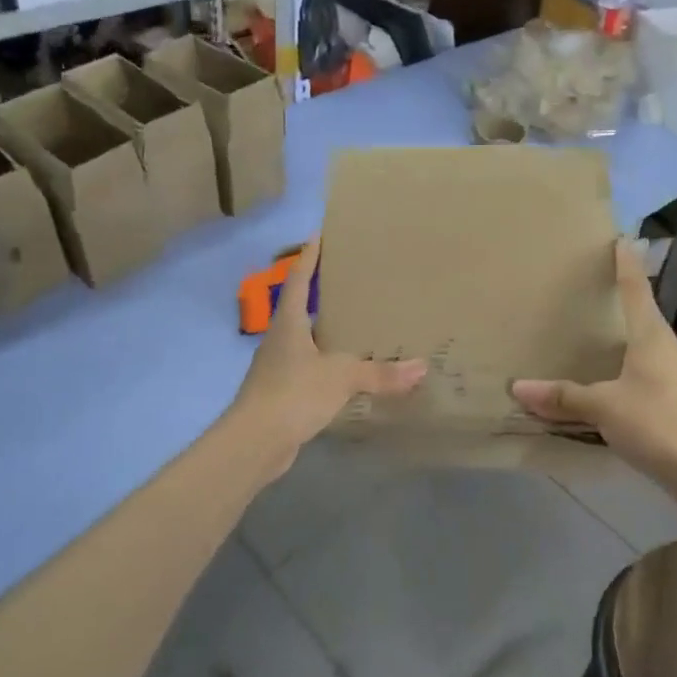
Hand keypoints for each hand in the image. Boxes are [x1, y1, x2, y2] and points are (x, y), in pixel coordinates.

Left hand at [228, 239, 427, 479]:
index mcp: (289, 322)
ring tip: (354, 325)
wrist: (255, 441)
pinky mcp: (281, 392)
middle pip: (300, 307)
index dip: (309, 257)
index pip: (300, 279)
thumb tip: (421, 367)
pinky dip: (326, 365)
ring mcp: (277, 366)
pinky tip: (344, 372)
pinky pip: (308, 369)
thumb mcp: (341, 377)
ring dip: (325, 332)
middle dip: (321, 294)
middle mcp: (279, 338)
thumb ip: (380, 372)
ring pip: (305, 340)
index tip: (318, 234)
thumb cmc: (293, 393)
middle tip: (350, 281)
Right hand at [511, 241, 676, 498]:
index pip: (636, 291)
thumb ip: (563, 397)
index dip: (626, 266)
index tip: (621, 241)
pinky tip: (607, 386)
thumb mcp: (604, 407)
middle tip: (592, 291)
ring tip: (593, 339)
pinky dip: (624, 374)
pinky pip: (645, 378)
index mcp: (651, 338)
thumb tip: (519, 387)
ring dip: (622, 342)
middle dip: (620, 303)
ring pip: (644, 349)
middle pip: (642, 317)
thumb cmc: (658, 424)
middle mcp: (667, 350)